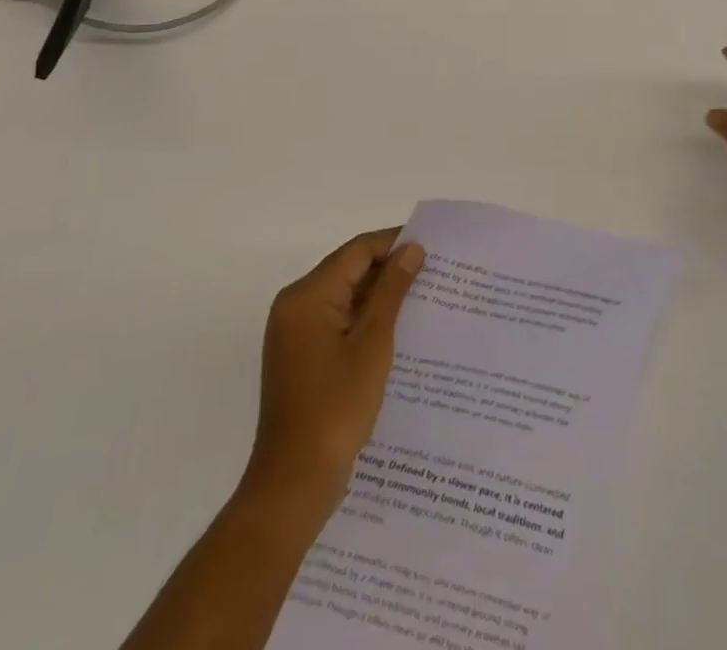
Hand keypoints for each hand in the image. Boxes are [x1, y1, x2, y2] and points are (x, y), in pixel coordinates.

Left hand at [246, 228, 425, 511]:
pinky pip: (337, 320)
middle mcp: (295, 305)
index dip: (393, 243)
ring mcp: (295, 332)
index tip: (431, 246)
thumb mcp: (372, 344)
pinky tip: (397, 329)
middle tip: (433, 272)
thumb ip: (391, 291)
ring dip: (379, 296)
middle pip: (348, 270)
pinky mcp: (301, 355)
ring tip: (422, 297)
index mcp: (307, 296)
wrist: (294, 484)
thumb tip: (412, 249)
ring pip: (344, 296)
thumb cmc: (335, 409)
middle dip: (388, 269)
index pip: (356, 251)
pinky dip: (364, 319)